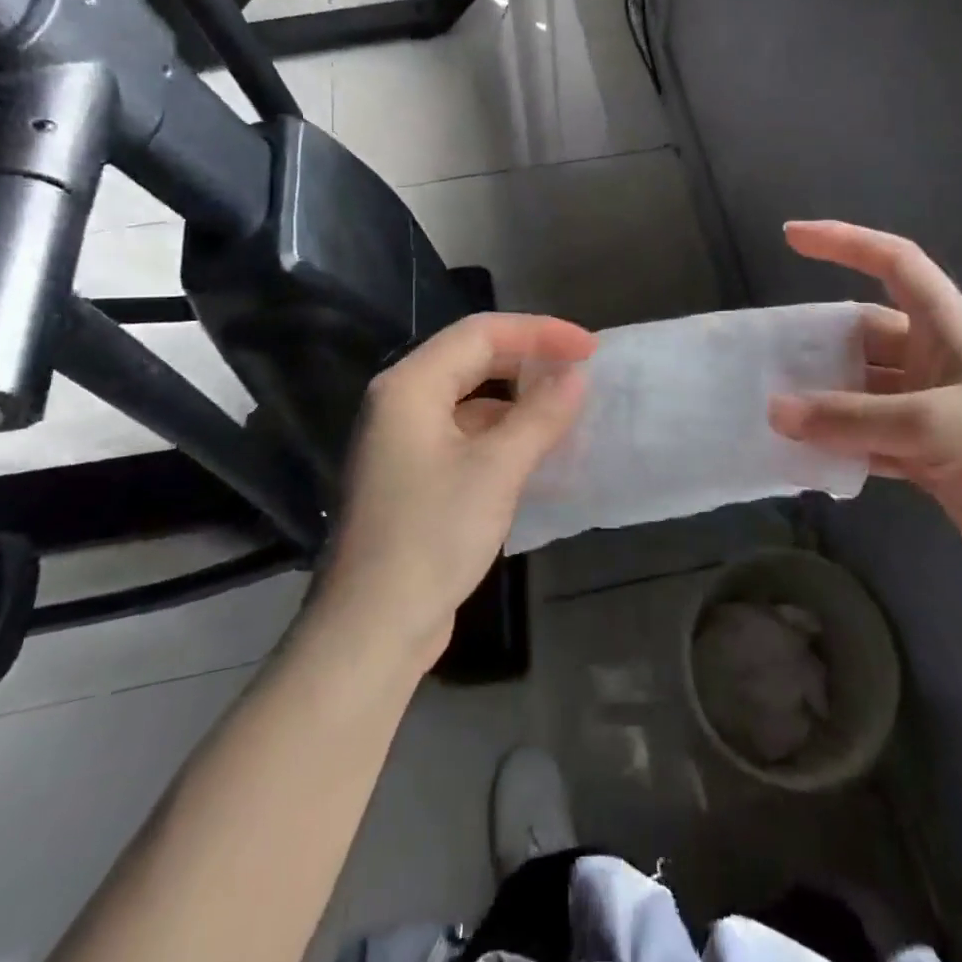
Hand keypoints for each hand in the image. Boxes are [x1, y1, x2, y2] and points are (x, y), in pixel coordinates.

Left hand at [321, 313, 595, 660]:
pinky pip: (464, 433)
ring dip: (518, 399)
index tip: (589, 348)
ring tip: (566, 409)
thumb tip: (576, 376)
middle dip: (529, 359)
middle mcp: (400, 402)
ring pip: (470, 398)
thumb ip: (540, 415)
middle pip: (472, 359)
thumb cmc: (432, 536)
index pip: (481, 333)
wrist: (372, 629)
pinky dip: (502, 433)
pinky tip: (536, 451)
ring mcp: (403, 440)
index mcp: (410, 385)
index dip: (540, 332)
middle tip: (581, 371)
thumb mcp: (497, 469)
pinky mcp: (412, 475)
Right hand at [767, 221, 961, 600]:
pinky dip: (840, 445)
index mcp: (951, 331)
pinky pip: (869, 438)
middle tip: (763, 357)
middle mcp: (937, 362)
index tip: (792, 235)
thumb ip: (853, 419)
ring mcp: (932, 411)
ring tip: (771, 409)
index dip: (846, 242)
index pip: (896, 264)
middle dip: (817, 341)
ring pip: (862, 391)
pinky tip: (805, 455)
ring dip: (823, 400)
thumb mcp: (937, 427)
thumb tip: (775, 411)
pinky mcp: (929, 456)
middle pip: (864, 334)